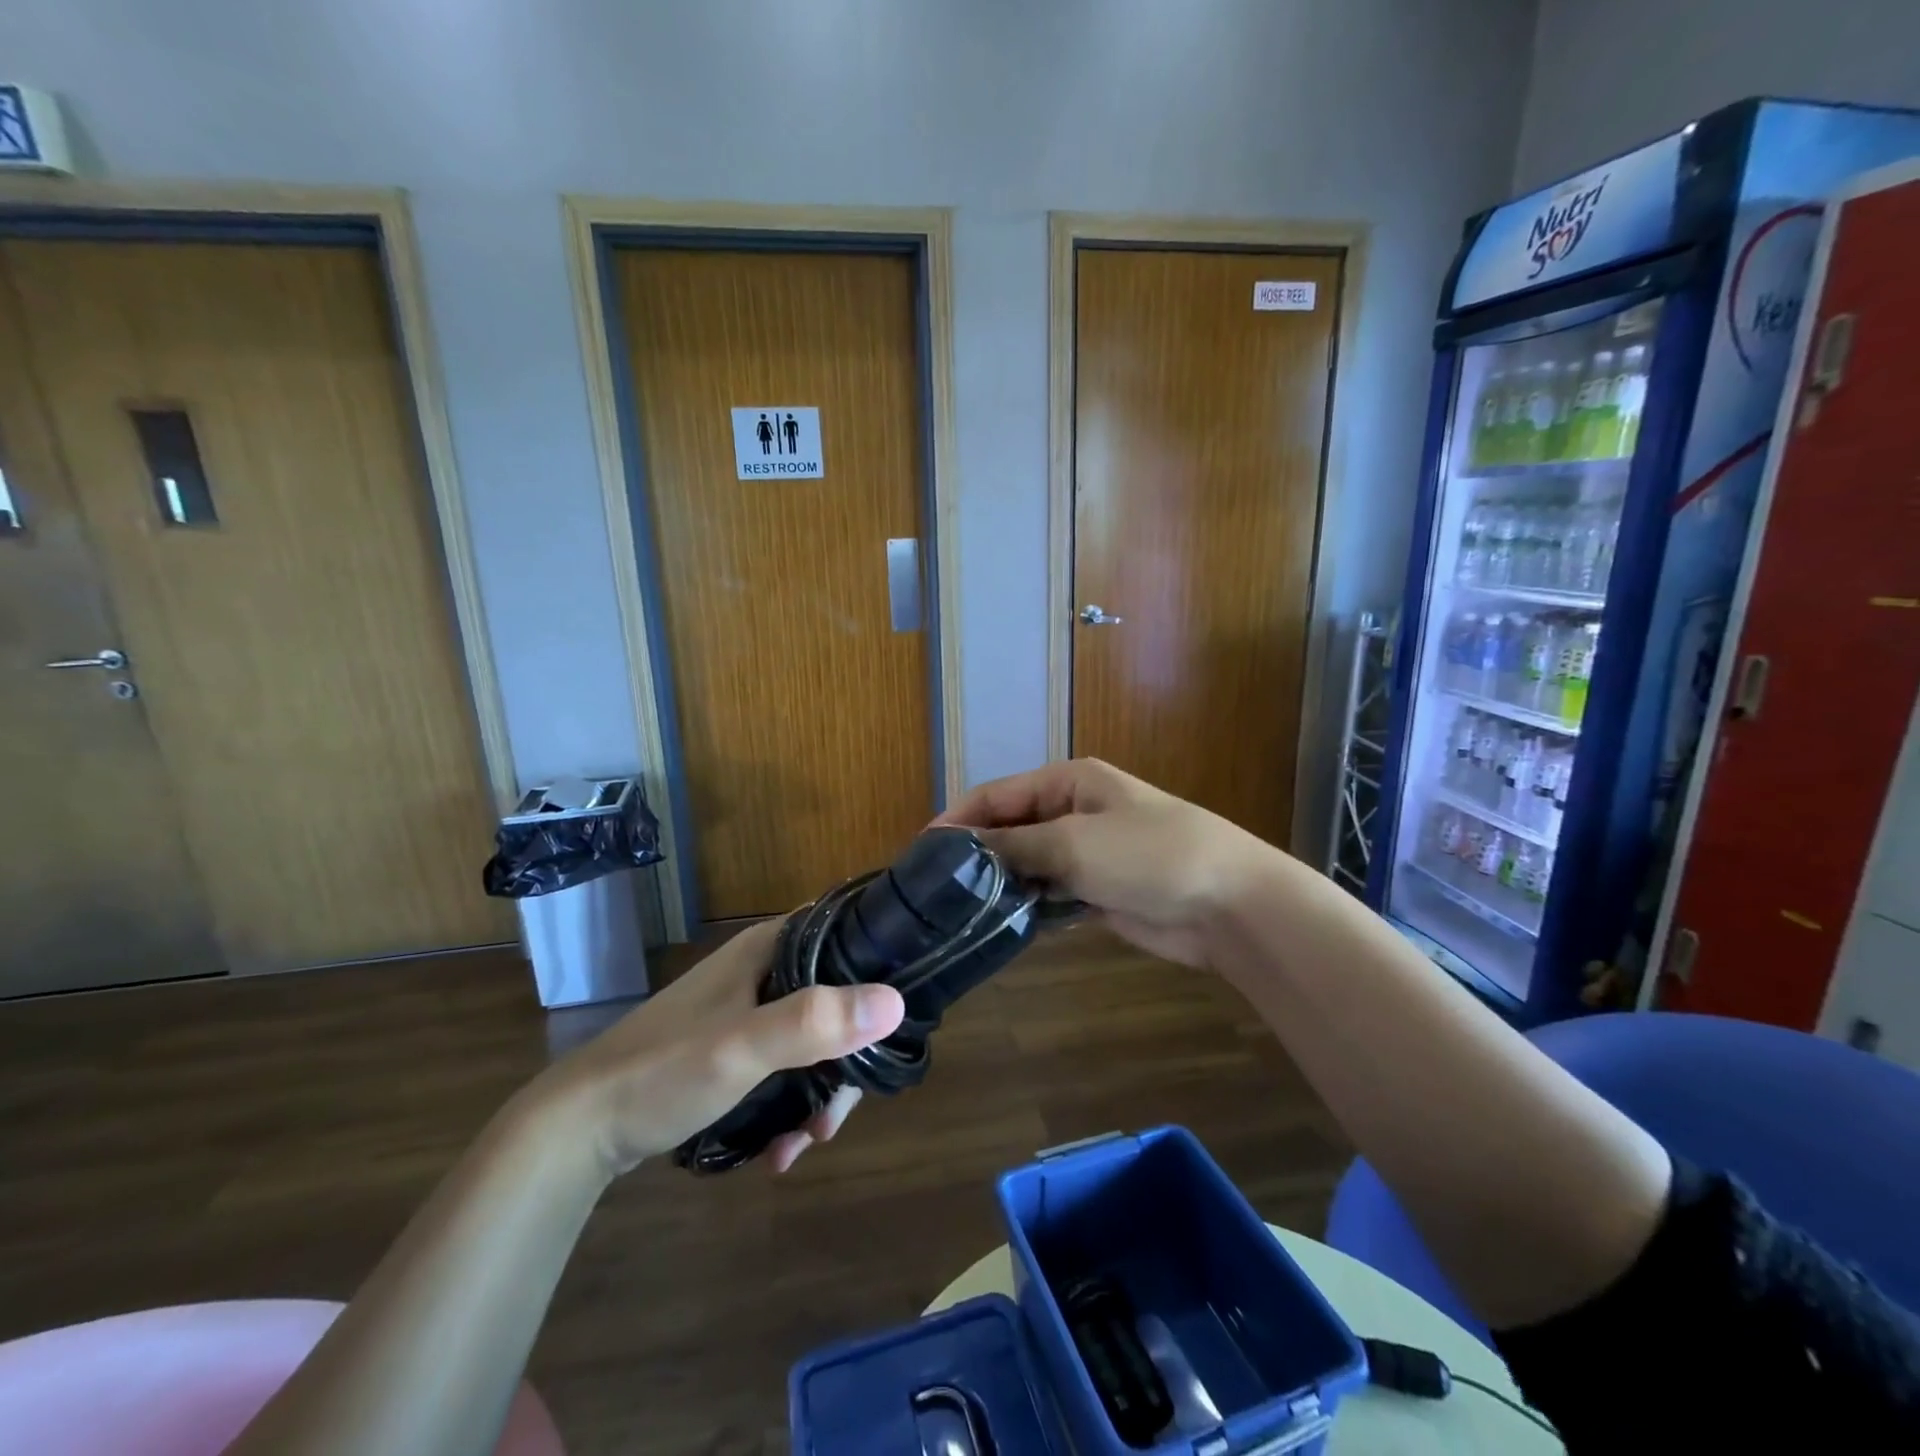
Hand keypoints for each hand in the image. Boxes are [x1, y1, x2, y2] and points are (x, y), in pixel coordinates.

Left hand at [535, 921, 904, 1179]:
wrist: (578, 1129)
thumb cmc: (663, 1071)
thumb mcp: (742, 1046)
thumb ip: (816, 1022)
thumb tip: (895, 1003)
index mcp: (770, 948)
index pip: (847, 936)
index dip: (879, 971)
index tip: (894, 1025)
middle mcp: (765, 969)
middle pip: (836, 1000)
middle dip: (846, 1060)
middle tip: (836, 1115)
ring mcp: (748, 1010)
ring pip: (814, 1039)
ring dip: (818, 1092)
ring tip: (805, 1141)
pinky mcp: (734, 1048)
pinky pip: (785, 1066)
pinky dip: (791, 1104)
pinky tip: (780, 1149)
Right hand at [938, 759, 1281, 968]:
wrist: (1229, 904)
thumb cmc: (1149, 855)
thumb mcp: (1074, 842)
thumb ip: (1015, 843)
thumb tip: (962, 847)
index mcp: (1069, 781)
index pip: (998, 793)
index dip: (959, 818)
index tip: (920, 850)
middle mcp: (1075, 811)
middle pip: (1011, 827)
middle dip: (977, 852)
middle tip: (934, 887)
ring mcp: (1088, 852)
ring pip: (1029, 863)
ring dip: (1001, 882)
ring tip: (956, 910)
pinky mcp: (1099, 890)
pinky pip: (1051, 893)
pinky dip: (1028, 905)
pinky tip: (999, 925)